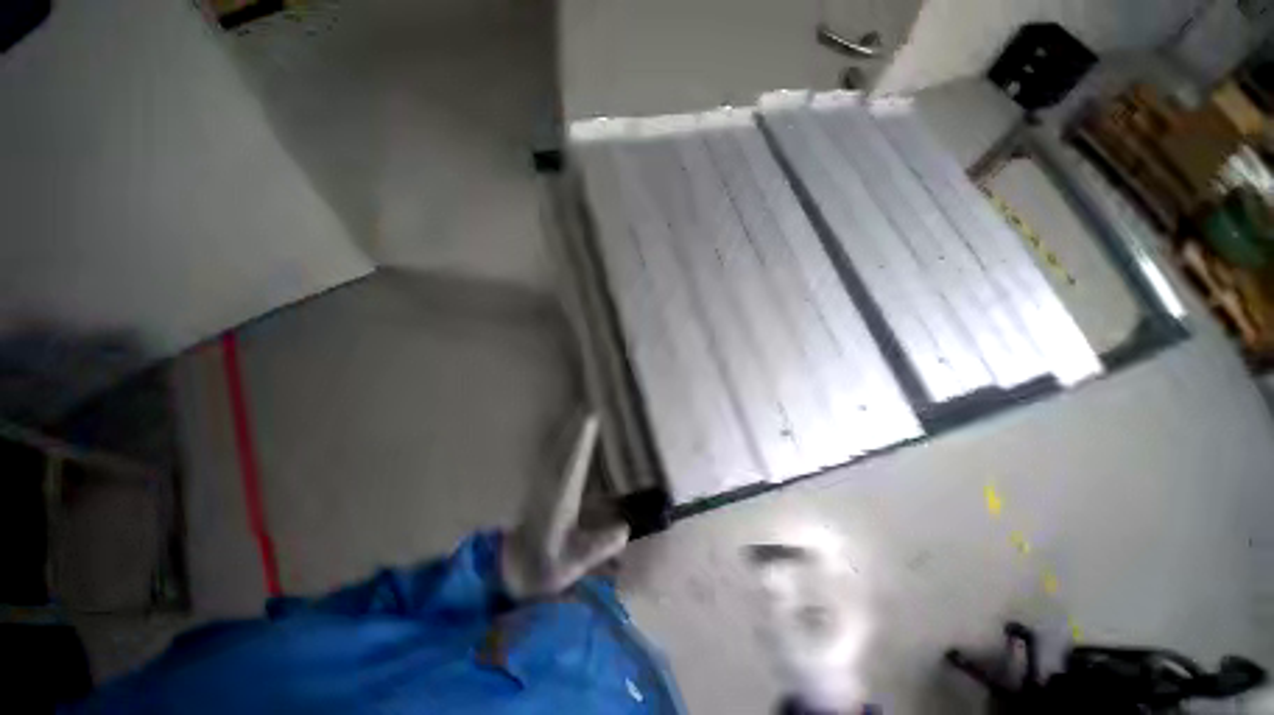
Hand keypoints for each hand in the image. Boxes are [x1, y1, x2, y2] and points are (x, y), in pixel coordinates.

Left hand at [501, 414, 629, 599]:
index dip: (582, 441)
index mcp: (559, 501)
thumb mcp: (573, 563)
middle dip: (576, 428)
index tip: (591, 418)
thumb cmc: (544, 567)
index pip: (573, 464)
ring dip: (568, 433)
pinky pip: (553, 457)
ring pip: (556, 451)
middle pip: (563, 450)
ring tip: (581, 416)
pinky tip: (567, 438)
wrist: (512, 570)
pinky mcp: (541, 486)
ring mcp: (543, 484)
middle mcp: (549, 486)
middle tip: (590, 407)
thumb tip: (624, 529)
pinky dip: (562, 444)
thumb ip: (598, 547)